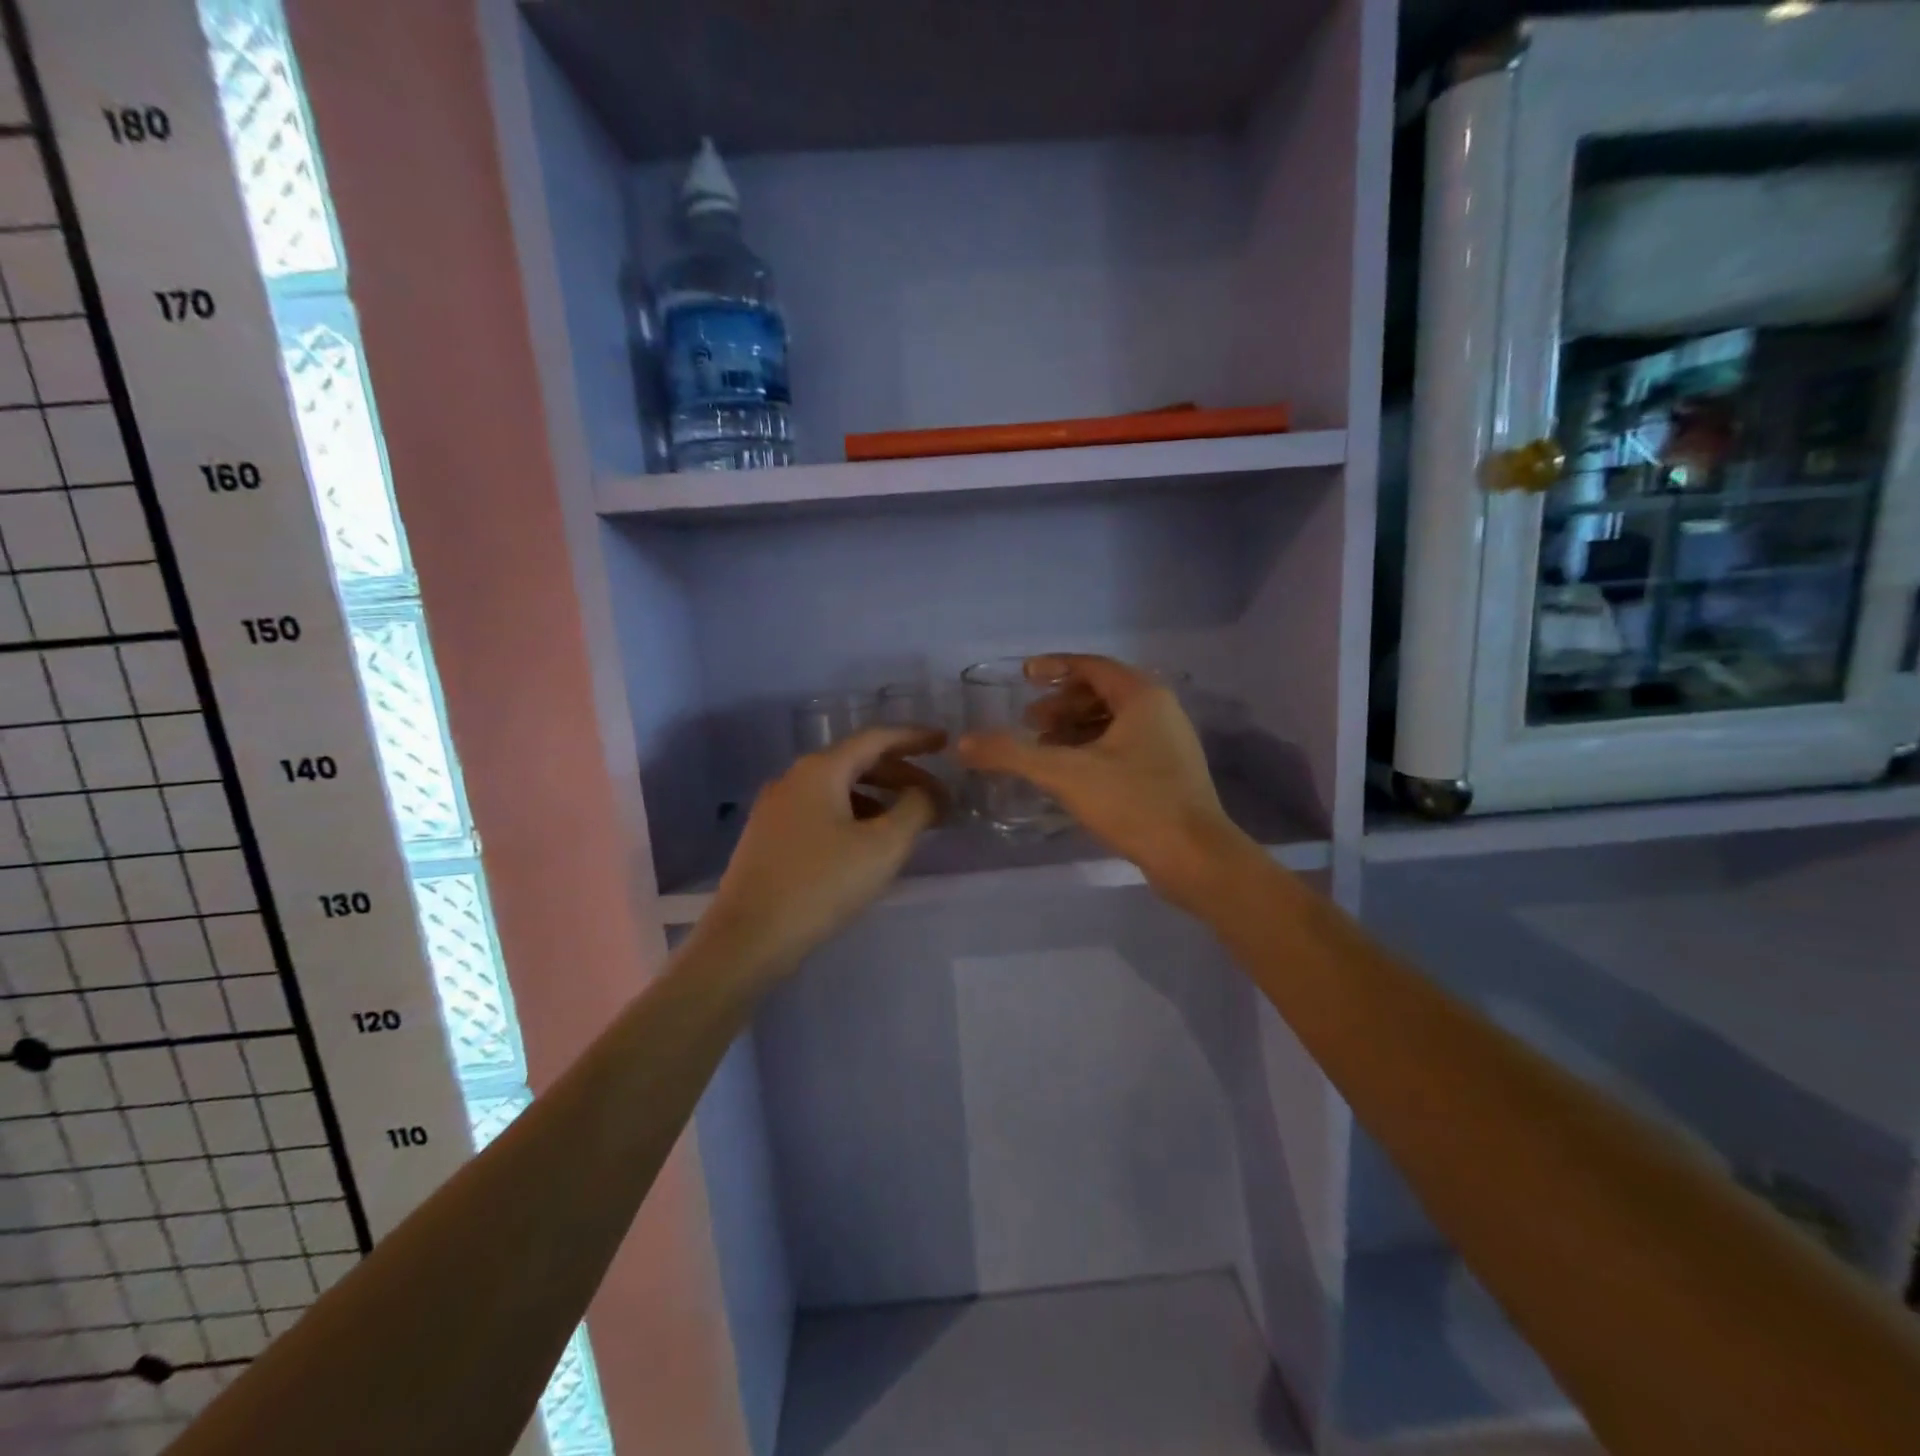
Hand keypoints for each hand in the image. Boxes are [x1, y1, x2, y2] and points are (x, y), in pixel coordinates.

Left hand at [697, 726, 948, 972]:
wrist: (747, 939)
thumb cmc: (821, 885)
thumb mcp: (882, 847)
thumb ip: (915, 810)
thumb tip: (928, 794)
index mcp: (820, 770)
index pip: (875, 738)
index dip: (914, 737)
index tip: (945, 741)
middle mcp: (794, 778)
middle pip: (856, 761)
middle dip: (901, 774)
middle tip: (935, 795)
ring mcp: (776, 808)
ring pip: (838, 788)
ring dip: (878, 797)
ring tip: (908, 822)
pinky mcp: (768, 837)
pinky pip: (821, 811)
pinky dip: (854, 815)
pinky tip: (867, 843)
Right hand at [957, 654, 1253, 909]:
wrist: (1195, 858)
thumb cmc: (1134, 803)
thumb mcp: (1065, 774)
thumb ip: (1012, 754)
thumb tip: (962, 743)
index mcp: (1142, 696)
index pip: (1092, 666)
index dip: (1055, 667)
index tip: (1025, 677)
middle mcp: (1160, 711)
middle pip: (1103, 693)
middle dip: (1062, 704)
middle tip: (1029, 721)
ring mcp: (1168, 744)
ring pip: (1113, 722)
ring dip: (1075, 729)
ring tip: (1043, 747)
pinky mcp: (1169, 774)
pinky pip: (1124, 746)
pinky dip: (1093, 750)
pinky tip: (1071, 775)